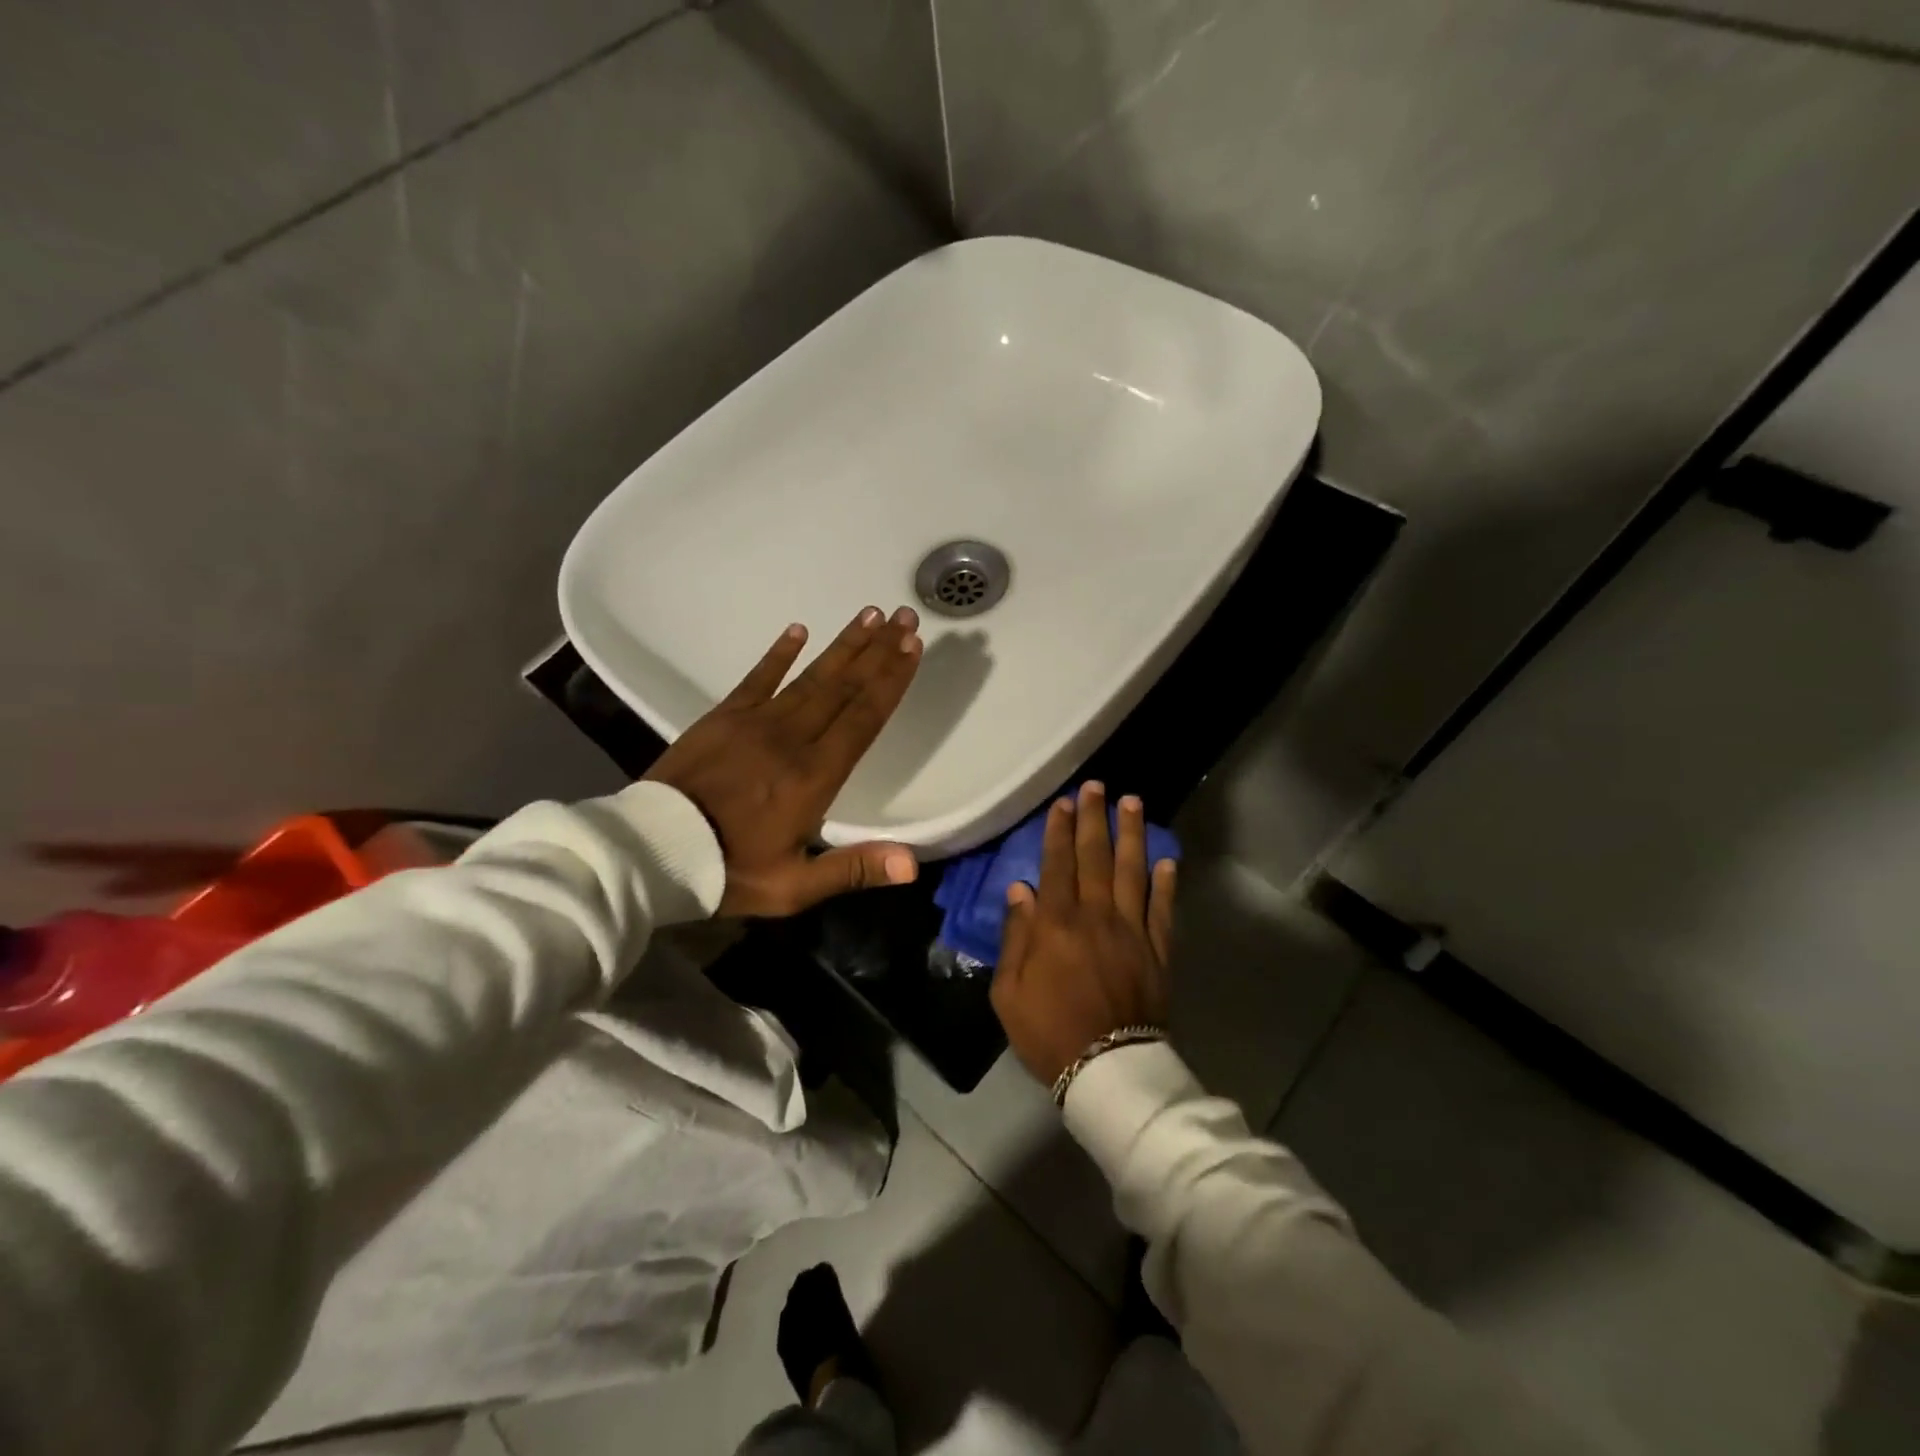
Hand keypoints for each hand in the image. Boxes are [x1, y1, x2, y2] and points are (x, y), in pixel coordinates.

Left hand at [644, 606, 923, 917]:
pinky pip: (758, 677)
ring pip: (811, 676)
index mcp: (815, 776)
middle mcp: (792, 738)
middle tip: (905, 618)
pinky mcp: (723, 717)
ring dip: (844, 645)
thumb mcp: (794, 887)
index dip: (891, 681)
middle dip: (879, 651)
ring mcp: (756, 722)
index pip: (863, 718)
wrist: (650, 851)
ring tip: (871, 614)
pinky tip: (799, 629)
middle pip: (844, 687)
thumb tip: (912, 865)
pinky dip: (779, 653)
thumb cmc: (729, 871)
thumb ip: (854, 870)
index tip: (912, 647)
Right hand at [990, 782, 1177, 1084]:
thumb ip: (1015, 937)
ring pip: (1133, 872)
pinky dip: (1165, 883)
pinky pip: (1162, 910)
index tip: (1062, 803)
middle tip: (1096, 787)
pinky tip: (1166, 859)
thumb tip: (1021, 890)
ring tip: (1132, 803)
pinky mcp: (1158, 951)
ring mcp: (1132, 931)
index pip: (1057, 865)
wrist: (1107, 1071)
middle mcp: (1097, 916)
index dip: (1059, 831)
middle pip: (1095, 857)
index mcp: (1057, 924)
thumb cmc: (1048, 1032)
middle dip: (1094, 819)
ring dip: (1132, 835)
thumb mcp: (1009, 992)